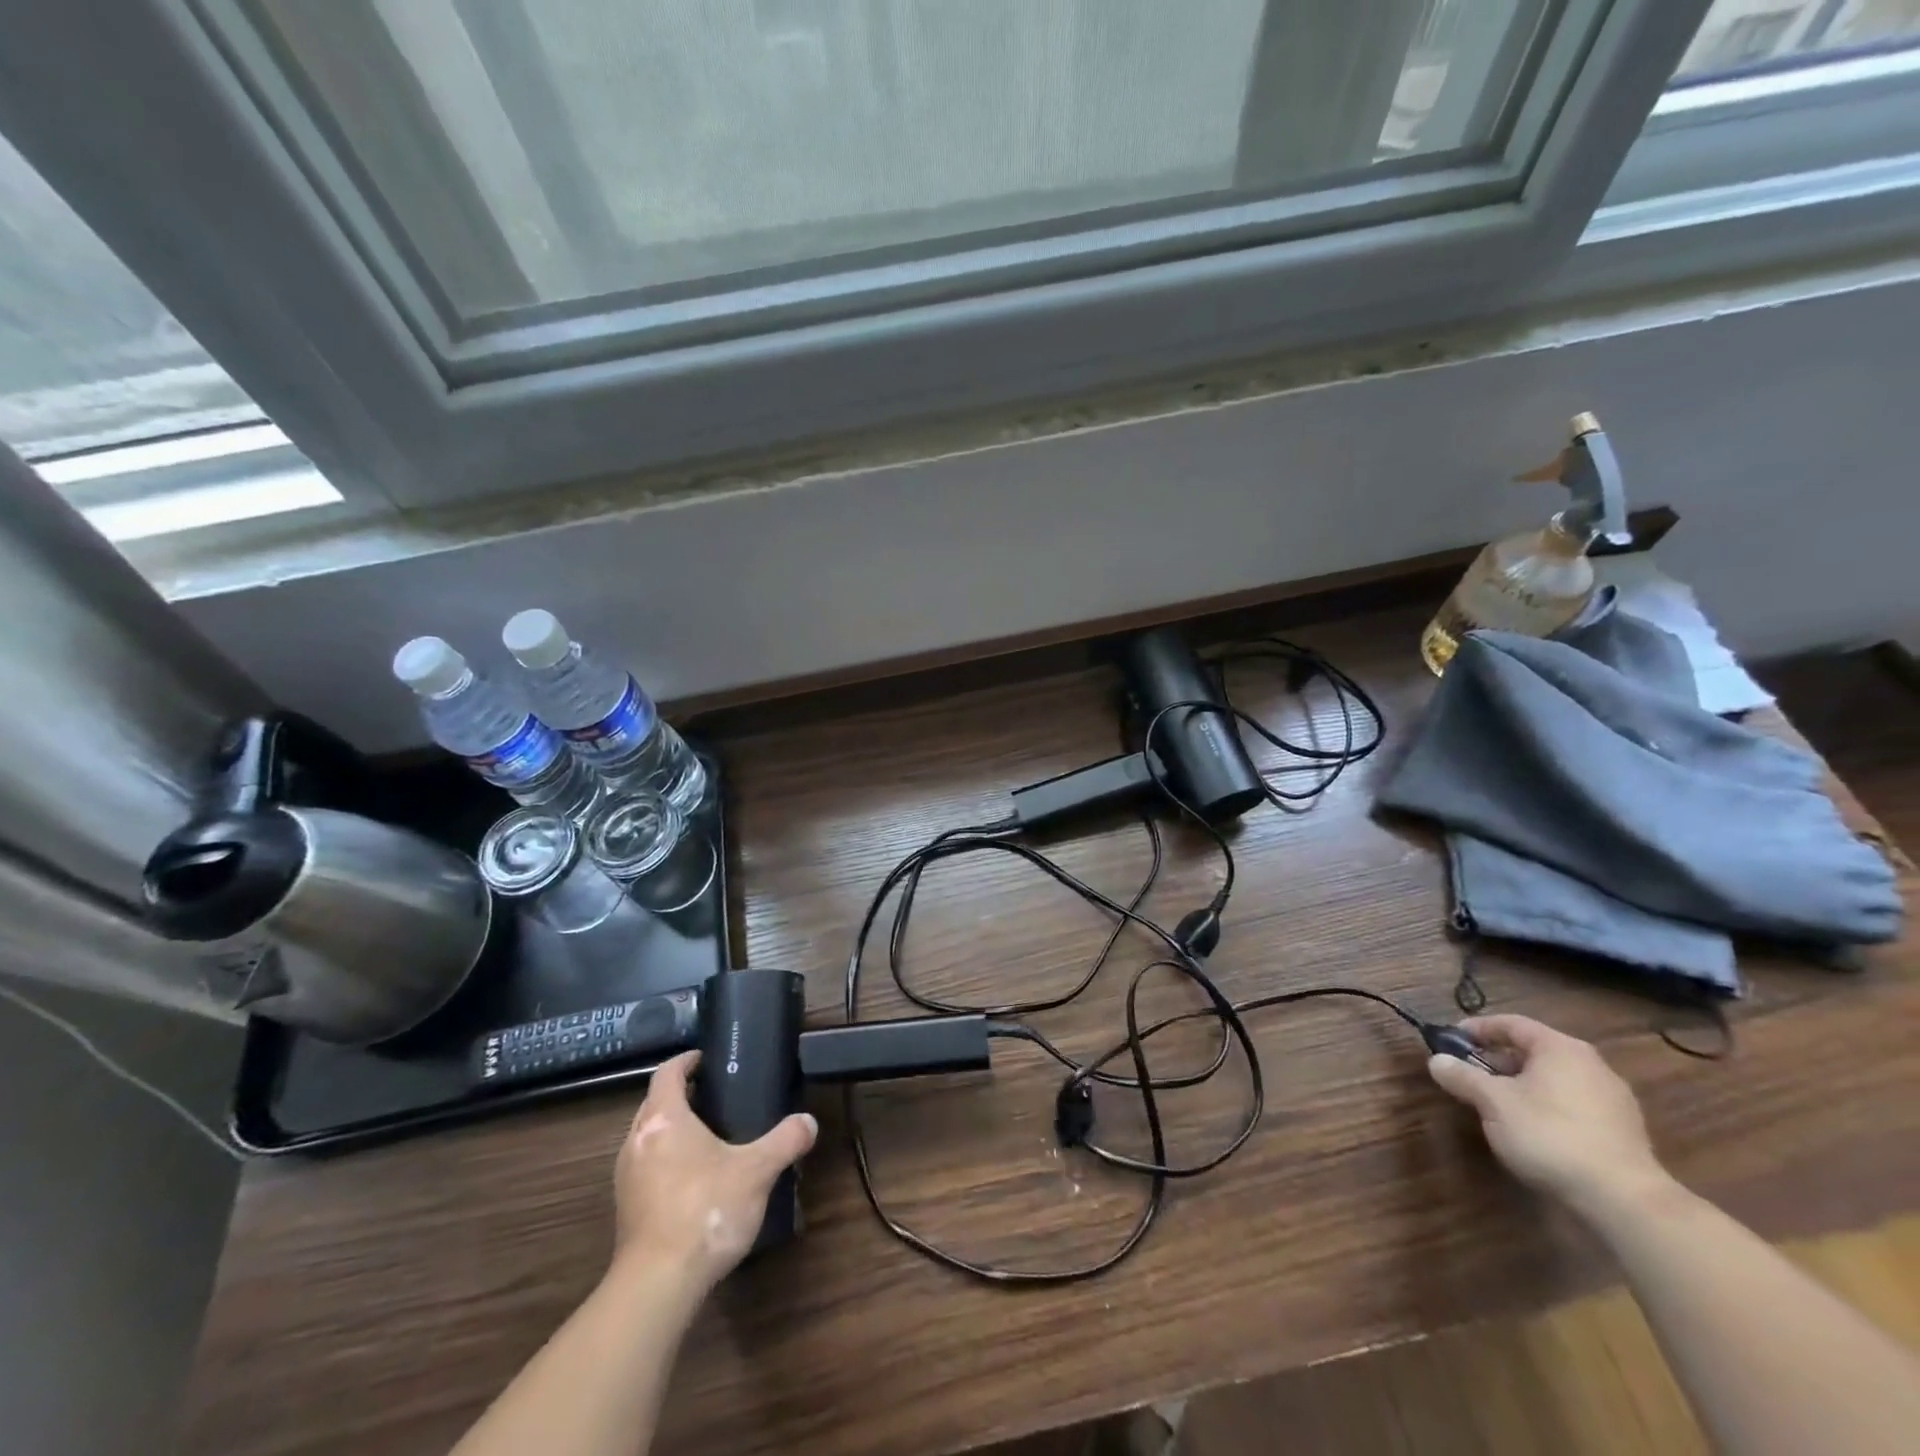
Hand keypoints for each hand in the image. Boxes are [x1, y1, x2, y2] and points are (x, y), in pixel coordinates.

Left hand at [611, 1051, 816, 1293]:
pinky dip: (665, 1161)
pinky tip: (692, 1179)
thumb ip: (785, 1141)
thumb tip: (809, 1122)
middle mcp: (636, 1141)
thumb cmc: (705, 1209)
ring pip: (646, 1137)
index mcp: (664, 1119)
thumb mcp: (757, 1171)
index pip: (667, 1073)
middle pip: (654, 1103)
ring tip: (706, 1136)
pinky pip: (645, 1168)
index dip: (686, 1061)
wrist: (657, 1285)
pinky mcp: (626, 1210)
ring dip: (670, 1130)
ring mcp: (625, 1178)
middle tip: (714, 1096)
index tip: (707, 1059)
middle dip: (680, 1095)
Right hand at [1428, 1014, 1670, 1216]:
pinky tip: (1533, 1129)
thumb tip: (1437, 1061)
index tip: (1452, 1039)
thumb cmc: (1550, 1134)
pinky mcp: (1624, 1131)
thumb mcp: (1493, 1102)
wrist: (1624, 1200)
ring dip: (1522, 1085)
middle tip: (1470, 1074)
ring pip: (1554, 1079)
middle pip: (1534, 1051)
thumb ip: (1462, 1077)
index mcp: (1561, 1048)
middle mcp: (1591, 1065)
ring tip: (1497, 1104)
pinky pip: (1574, 1104)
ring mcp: (1613, 1099)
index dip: (1478, 1028)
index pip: (1512, 1024)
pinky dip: (1547, 1106)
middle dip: (1498, 1060)